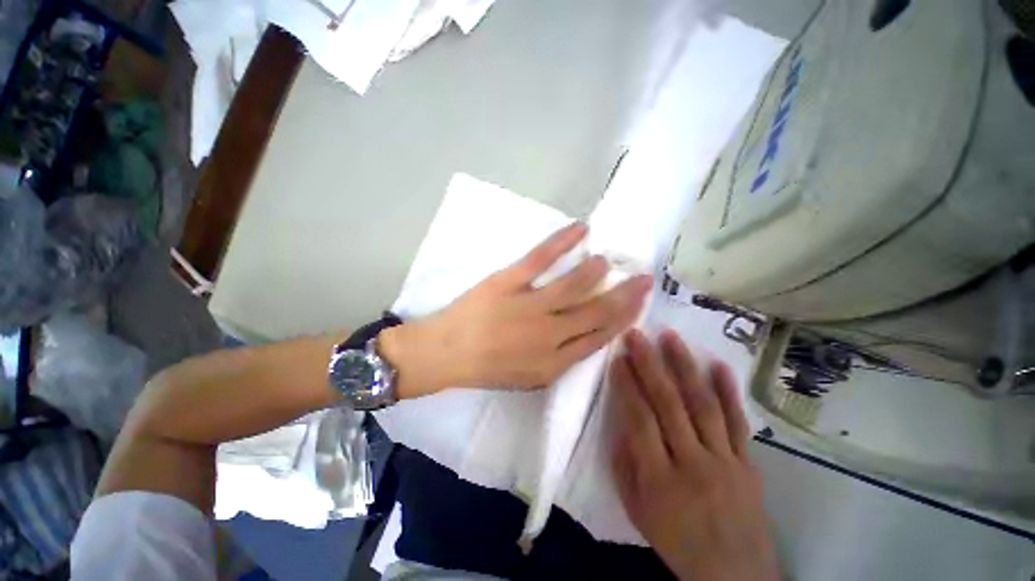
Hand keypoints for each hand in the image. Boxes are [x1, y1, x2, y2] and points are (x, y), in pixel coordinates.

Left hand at [381, 223, 652, 398]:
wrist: (445, 353)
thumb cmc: (486, 368)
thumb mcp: (529, 378)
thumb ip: (560, 360)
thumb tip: (586, 336)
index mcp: (555, 362)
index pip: (600, 336)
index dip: (623, 318)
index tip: (637, 303)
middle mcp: (549, 334)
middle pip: (596, 311)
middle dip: (624, 294)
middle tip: (641, 277)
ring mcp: (529, 305)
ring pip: (574, 284)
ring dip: (596, 270)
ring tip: (607, 260)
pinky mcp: (508, 281)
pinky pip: (541, 258)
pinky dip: (562, 241)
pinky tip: (580, 229)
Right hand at [610, 329, 779, 580]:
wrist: (734, 575)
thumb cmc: (675, 541)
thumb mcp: (636, 510)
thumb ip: (625, 464)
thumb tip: (622, 421)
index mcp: (659, 479)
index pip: (639, 419)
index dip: (627, 385)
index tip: (617, 358)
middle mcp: (692, 463)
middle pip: (668, 404)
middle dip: (649, 364)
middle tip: (637, 335)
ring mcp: (724, 460)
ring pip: (702, 404)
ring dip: (684, 366)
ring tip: (670, 337)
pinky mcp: (747, 461)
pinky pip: (737, 421)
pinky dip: (727, 391)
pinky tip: (717, 364)